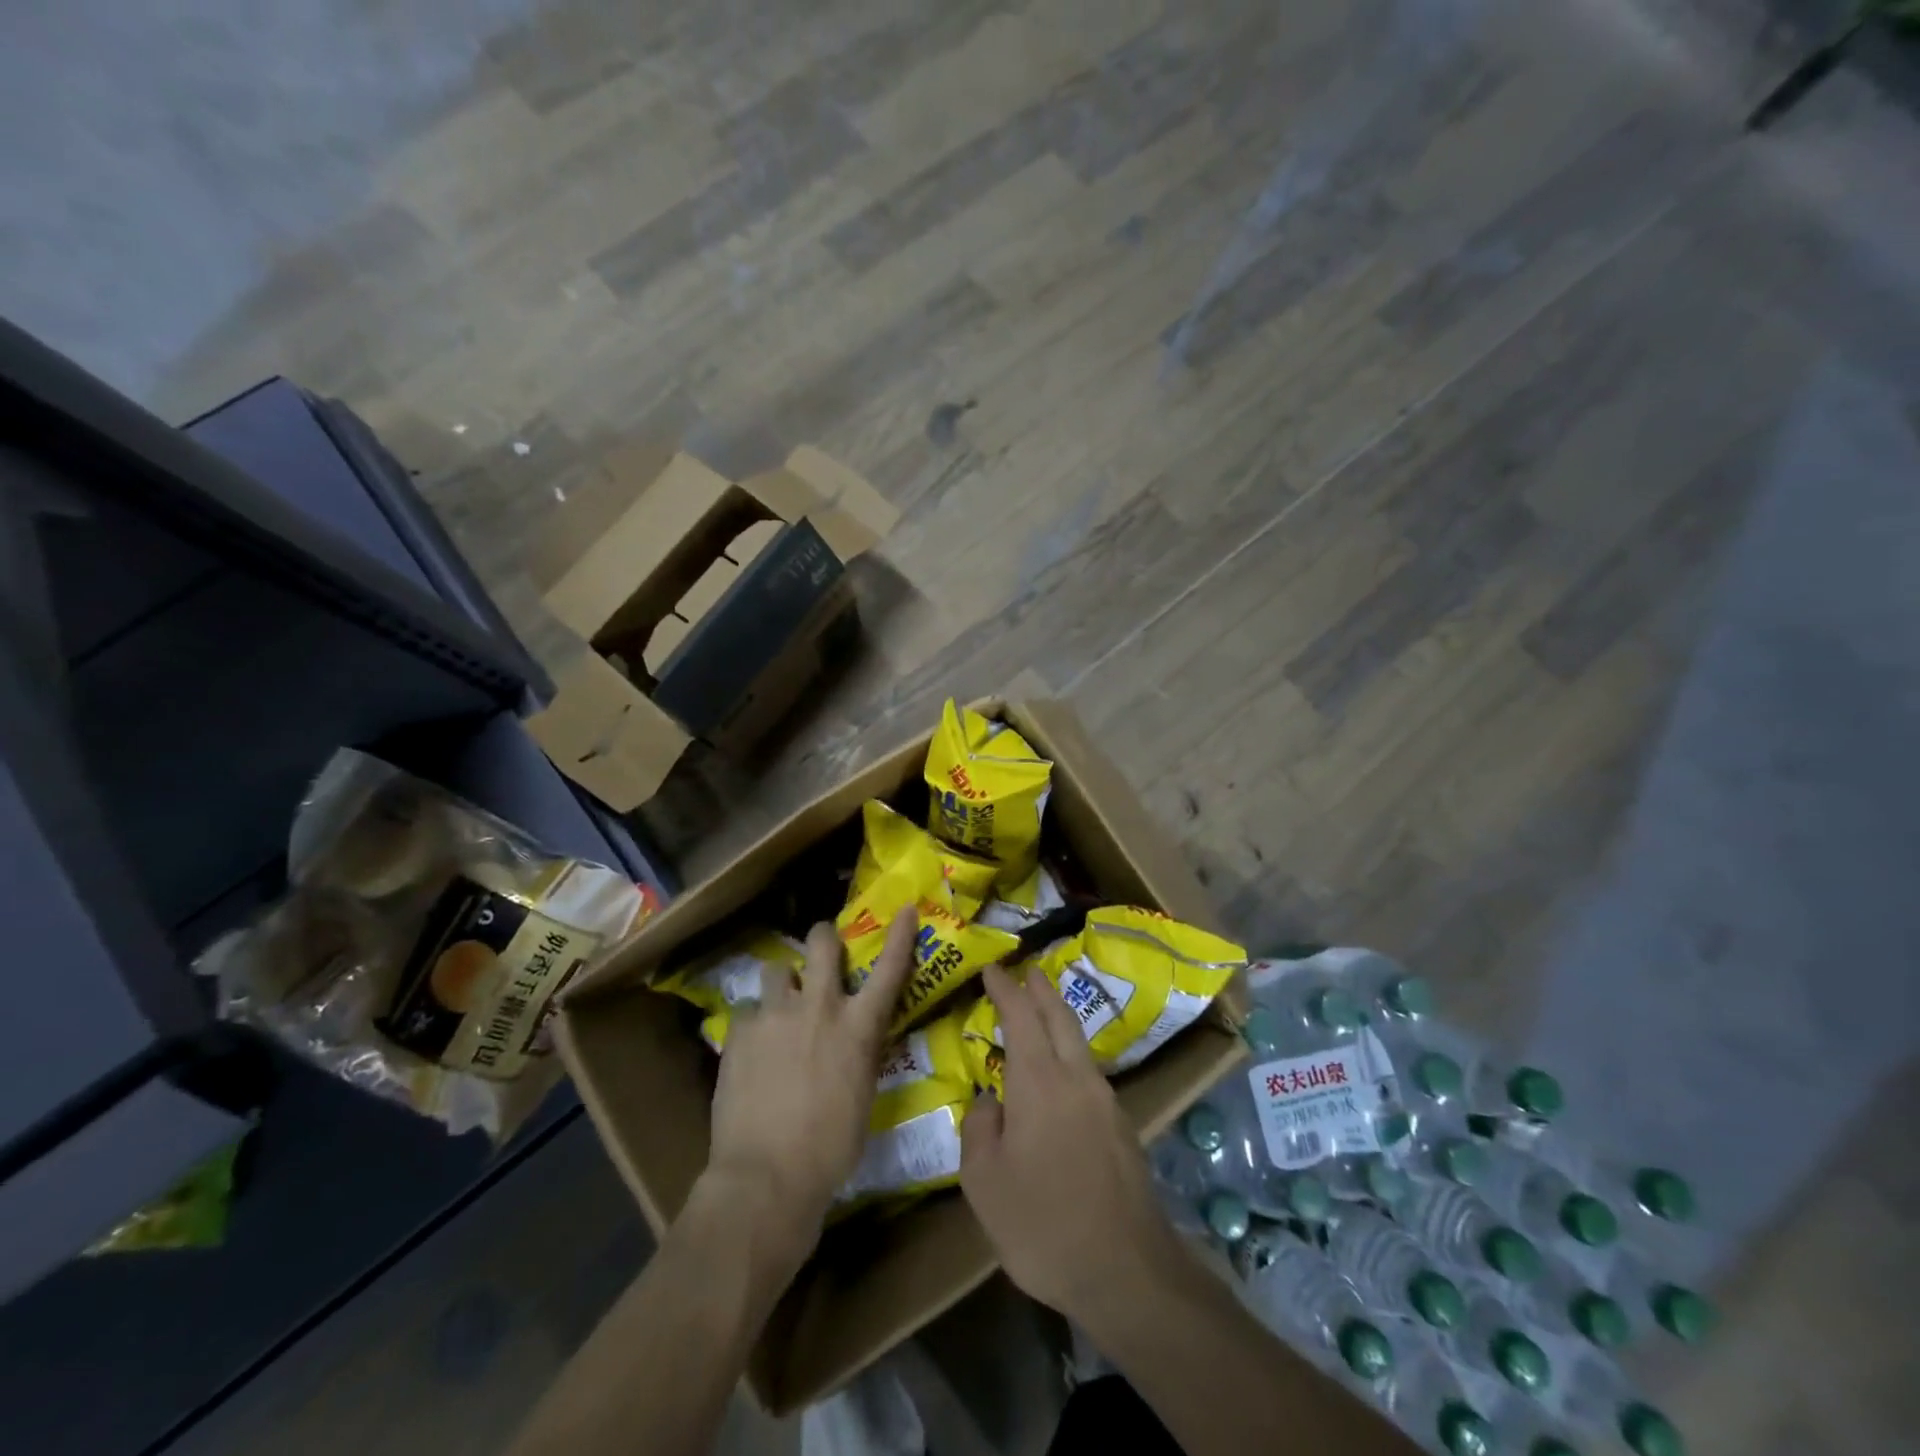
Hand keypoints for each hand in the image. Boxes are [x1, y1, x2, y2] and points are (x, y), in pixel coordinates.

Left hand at [704, 910, 917, 1262]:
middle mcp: (818, 1007)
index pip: (889, 969)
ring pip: (777, 969)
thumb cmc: (830, 1148)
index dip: (901, 935)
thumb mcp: (862, 1095)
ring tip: (779, 1006)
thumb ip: (858, 1055)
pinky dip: (754, 1023)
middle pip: (821, 943)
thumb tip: (852, 1042)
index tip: (906, 909)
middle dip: (823, 937)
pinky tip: (751, 1048)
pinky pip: (748, 1010)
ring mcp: (775, 1014)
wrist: (765, 1176)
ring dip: (783, 983)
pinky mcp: (740, 1031)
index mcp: (857, 1027)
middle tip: (822, 947)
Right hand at [960, 966, 1184, 1323]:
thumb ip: (979, 1129)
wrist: (1127, 1272)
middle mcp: (1077, 1078)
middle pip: (1060, 1017)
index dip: (1005, 988)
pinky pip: (1089, 1073)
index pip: (1021, 1016)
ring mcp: (1106, 1102)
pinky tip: (1062, 1076)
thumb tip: (989, 1101)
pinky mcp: (1122, 1128)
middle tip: (1027, 971)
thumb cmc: (1043, 1224)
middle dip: (1041, 990)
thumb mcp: (984, 1182)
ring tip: (1043, 1013)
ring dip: (1060, 1019)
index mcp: (1040, 1081)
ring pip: (1080, 1043)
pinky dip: (1071, 1054)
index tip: (992, 968)